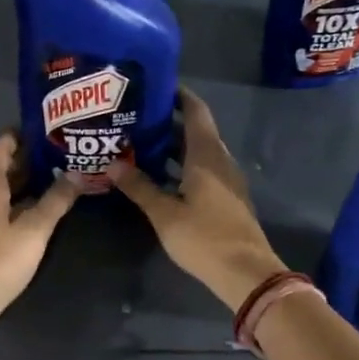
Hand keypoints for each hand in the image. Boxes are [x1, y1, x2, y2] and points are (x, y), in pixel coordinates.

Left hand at [0, 132, 78, 336]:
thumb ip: (55, 201)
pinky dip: (15, 201)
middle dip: (23, 159)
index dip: (15, 137)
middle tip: (54, 151)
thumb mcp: (34, 230)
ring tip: (50, 176)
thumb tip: (76, 173)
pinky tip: (33, 210)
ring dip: (20, 182)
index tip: (38, 128)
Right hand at [110, 88, 288, 309]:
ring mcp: (226, 180)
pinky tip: (159, 176)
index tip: (154, 86)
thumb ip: (139, 187)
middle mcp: (220, 161)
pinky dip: (181, 166)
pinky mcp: (227, 198)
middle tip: (135, 117)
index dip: (178, 95)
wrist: (246, 273)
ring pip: (198, 153)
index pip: (195, 111)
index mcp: (207, 155)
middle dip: (168, 121)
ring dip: (173, 147)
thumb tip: (111, 163)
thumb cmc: (205, 238)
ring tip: (140, 144)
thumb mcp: (164, 213)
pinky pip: (203, 171)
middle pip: (195, 131)